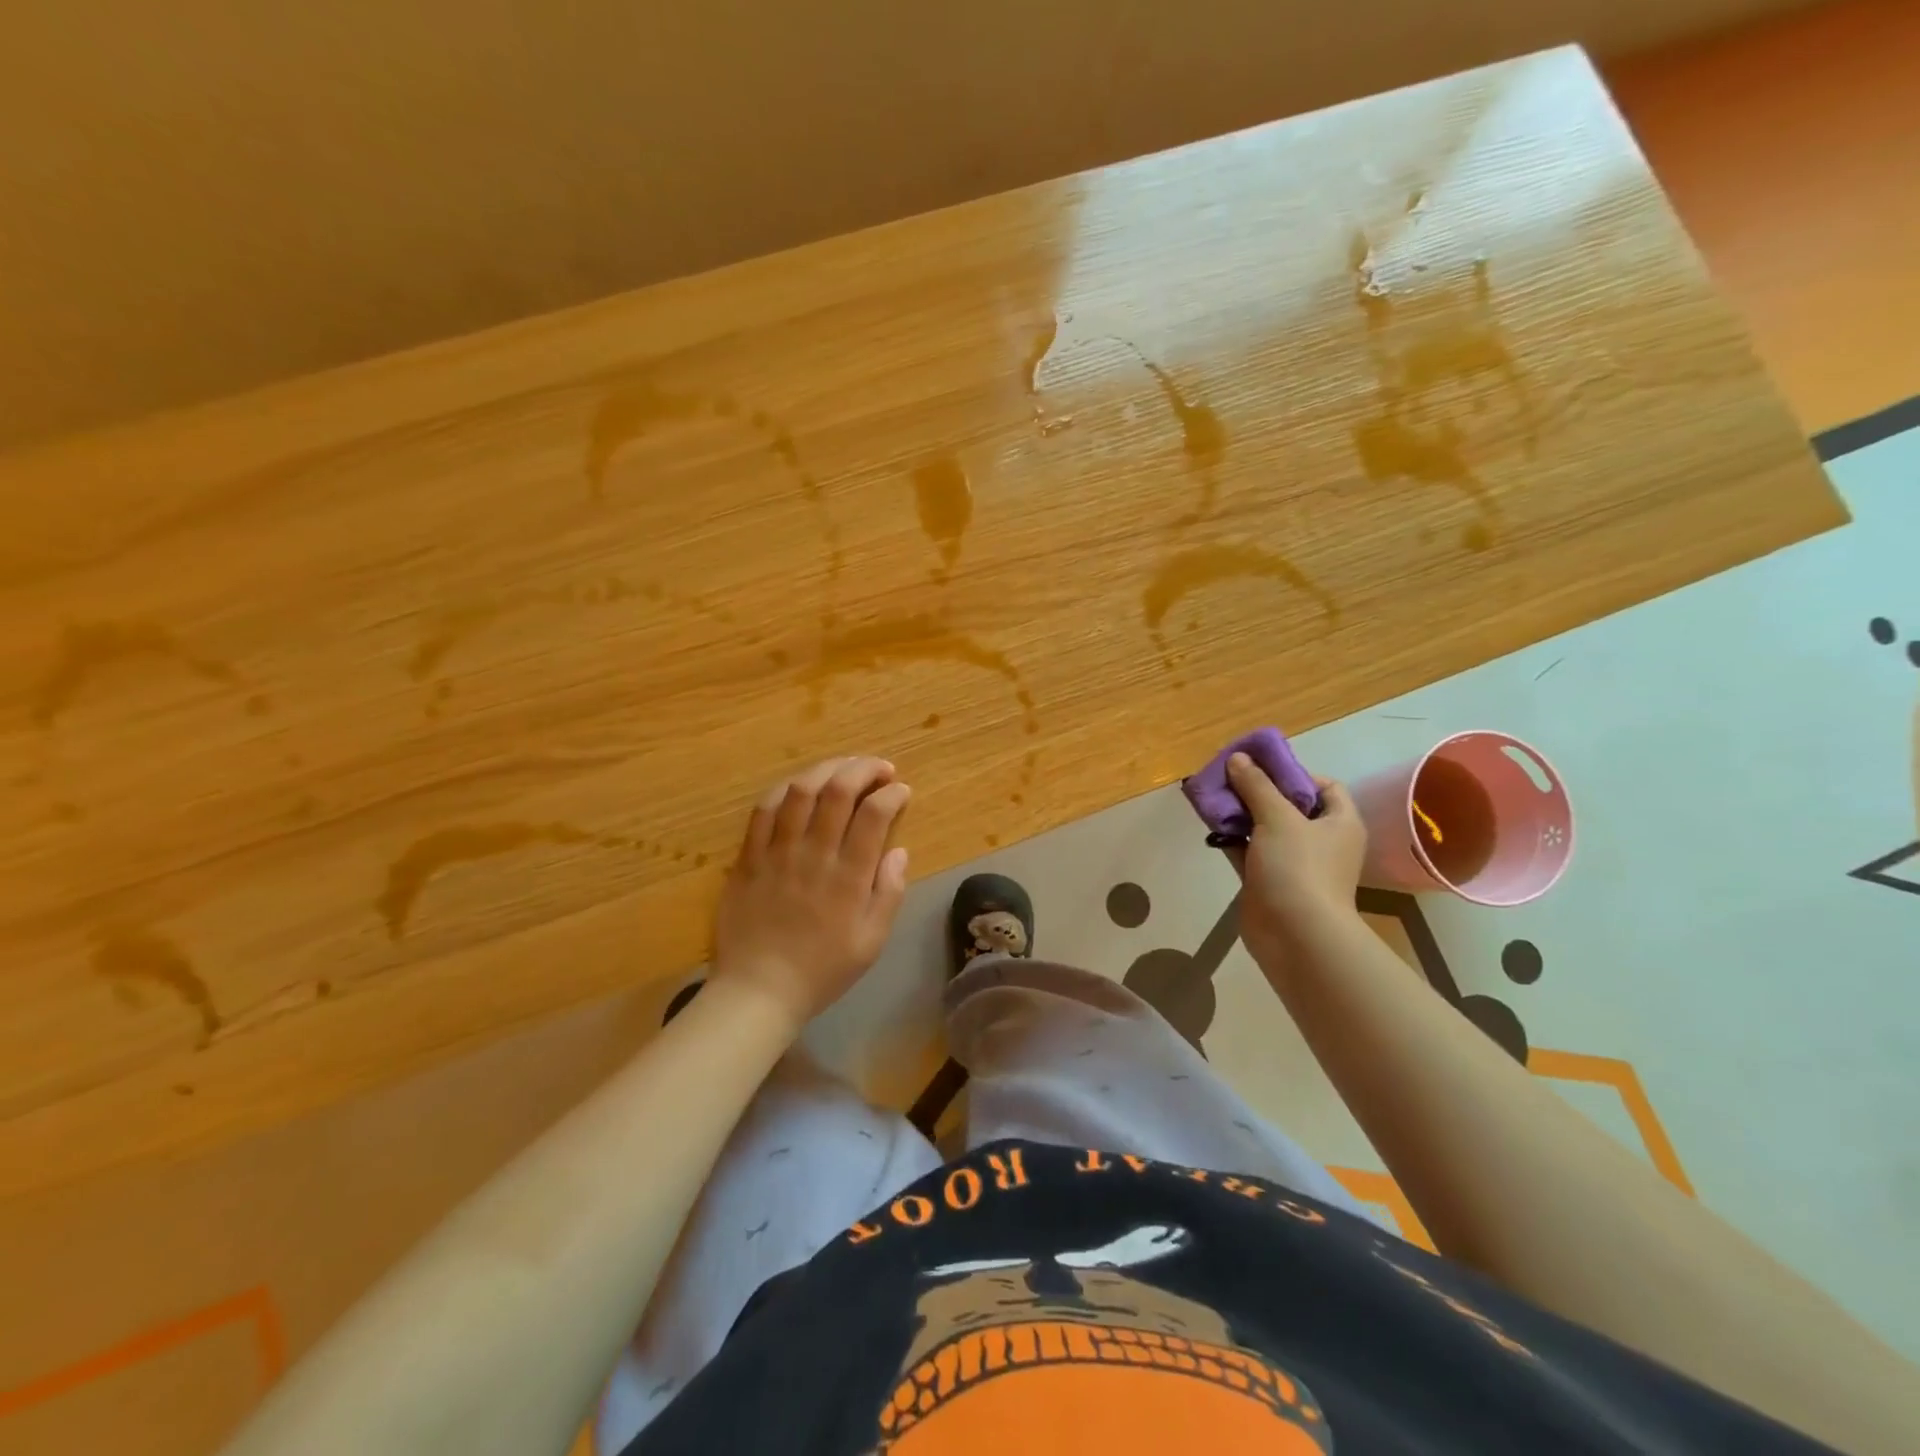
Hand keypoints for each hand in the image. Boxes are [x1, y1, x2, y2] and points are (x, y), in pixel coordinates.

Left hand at [713, 756, 911, 1033]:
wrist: (758, 990)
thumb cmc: (822, 970)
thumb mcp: (871, 942)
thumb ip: (889, 892)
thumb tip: (899, 850)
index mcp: (849, 877)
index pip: (874, 814)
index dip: (892, 793)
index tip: (901, 791)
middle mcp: (814, 854)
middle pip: (838, 791)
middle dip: (864, 768)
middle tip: (879, 768)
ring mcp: (777, 852)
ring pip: (801, 790)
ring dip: (827, 769)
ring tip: (844, 767)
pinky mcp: (749, 856)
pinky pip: (764, 809)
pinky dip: (786, 788)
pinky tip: (801, 786)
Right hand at [1224, 753, 1365, 963]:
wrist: (1294, 935)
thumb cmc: (1298, 868)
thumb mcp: (1278, 818)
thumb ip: (1256, 785)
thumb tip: (1238, 757)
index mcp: (1339, 822)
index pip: (1325, 786)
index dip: (1296, 773)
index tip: (1263, 768)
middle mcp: (1320, 841)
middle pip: (1289, 805)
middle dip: (1259, 790)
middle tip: (1229, 778)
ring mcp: (1294, 863)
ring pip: (1265, 828)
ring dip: (1241, 814)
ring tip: (1213, 797)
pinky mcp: (1268, 881)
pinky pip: (1248, 851)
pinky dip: (1232, 839)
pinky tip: (1210, 827)